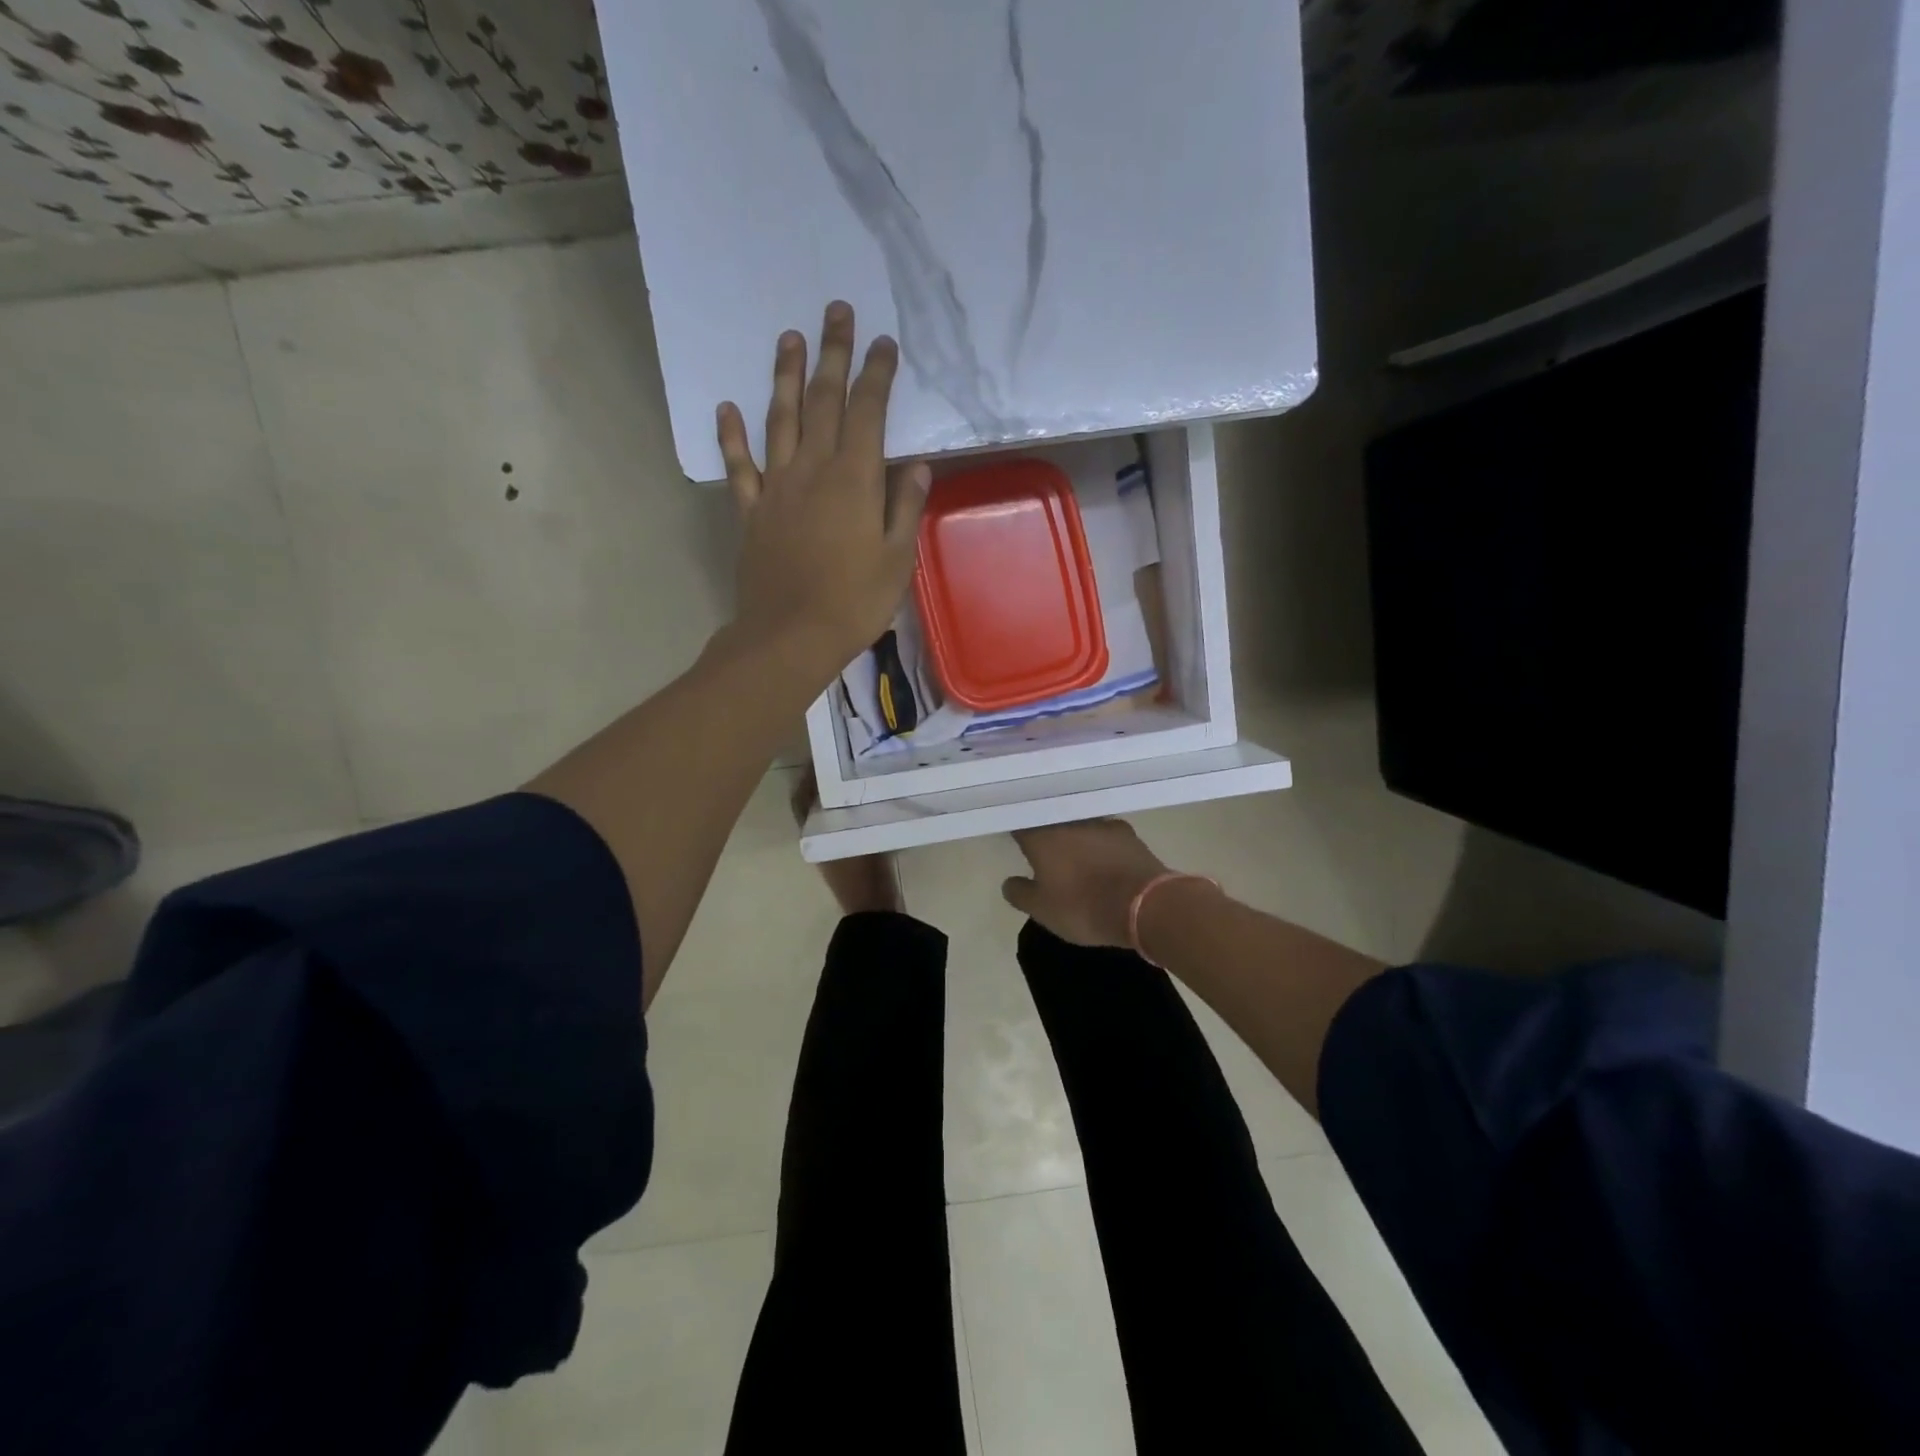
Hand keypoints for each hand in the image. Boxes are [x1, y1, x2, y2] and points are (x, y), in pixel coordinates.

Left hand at [718, 301, 930, 680]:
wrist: (790, 636)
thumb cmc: (854, 602)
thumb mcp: (897, 559)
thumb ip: (905, 507)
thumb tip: (917, 466)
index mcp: (854, 480)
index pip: (868, 413)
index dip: (877, 375)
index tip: (884, 343)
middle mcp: (812, 470)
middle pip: (822, 401)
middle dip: (831, 354)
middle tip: (835, 311)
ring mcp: (776, 488)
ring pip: (779, 420)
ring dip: (784, 377)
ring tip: (788, 338)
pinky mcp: (750, 512)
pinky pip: (739, 467)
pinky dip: (732, 436)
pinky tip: (727, 408)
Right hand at [1002, 820, 1172, 947]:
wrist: (1145, 905)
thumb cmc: (1083, 907)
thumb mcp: (1042, 910)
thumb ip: (1020, 893)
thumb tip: (1009, 883)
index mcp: (1042, 836)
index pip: (1020, 823)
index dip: (1016, 831)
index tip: (1014, 840)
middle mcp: (1069, 821)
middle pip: (1051, 820)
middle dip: (1046, 832)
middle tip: (1043, 851)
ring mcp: (1101, 823)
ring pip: (1079, 825)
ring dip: (1074, 837)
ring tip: (1074, 856)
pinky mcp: (1128, 833)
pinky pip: (1104, 835)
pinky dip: (1099, 844)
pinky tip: (1102, 859)